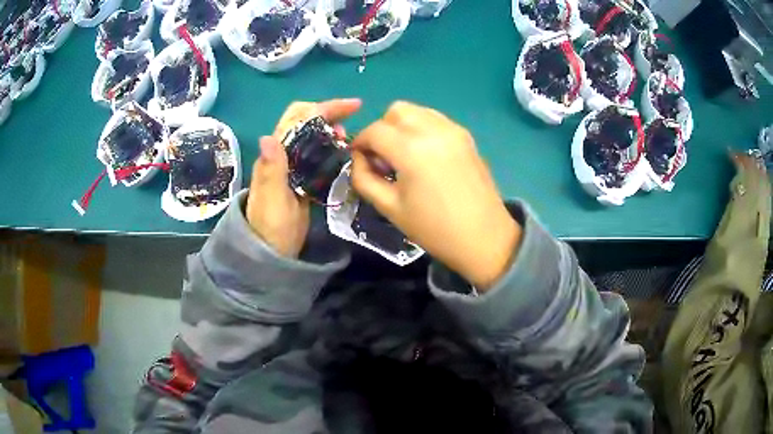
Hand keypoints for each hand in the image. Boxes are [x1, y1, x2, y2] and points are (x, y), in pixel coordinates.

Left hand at [246, 99, 360, 257]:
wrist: (270, 251)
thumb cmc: (269, 227)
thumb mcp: (271, 200)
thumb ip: (271, 170)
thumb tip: (268, 137)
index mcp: (275, 154)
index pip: (298, 118)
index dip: (324, 108)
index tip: (352, 106)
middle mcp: (283, 153)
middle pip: (305, 121)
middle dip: (329, 112)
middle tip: (355, 117)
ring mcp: (293, 166)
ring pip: (312, 135)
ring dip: (331, 128)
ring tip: (350, 136)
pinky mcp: (303, 178)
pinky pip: (318, 154)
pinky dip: (331, 146)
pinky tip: (344, 152)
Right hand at [351, 101, 521, 289]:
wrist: (484, 238)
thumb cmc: (434, 229)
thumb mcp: (390, 208)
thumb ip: (364, 179)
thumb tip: (359, 158)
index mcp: (412, 150)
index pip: (375, 131)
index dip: (360, 142)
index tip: (359, 158)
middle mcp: (433, 130)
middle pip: (396, 111)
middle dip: (382, 128)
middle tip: (383, 156)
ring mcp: (453, 130)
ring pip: (417, 111)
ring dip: (401, 125)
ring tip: (404, 154)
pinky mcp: (465, 136)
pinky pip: (435, 119)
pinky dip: (421, 127)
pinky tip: (424, 154)